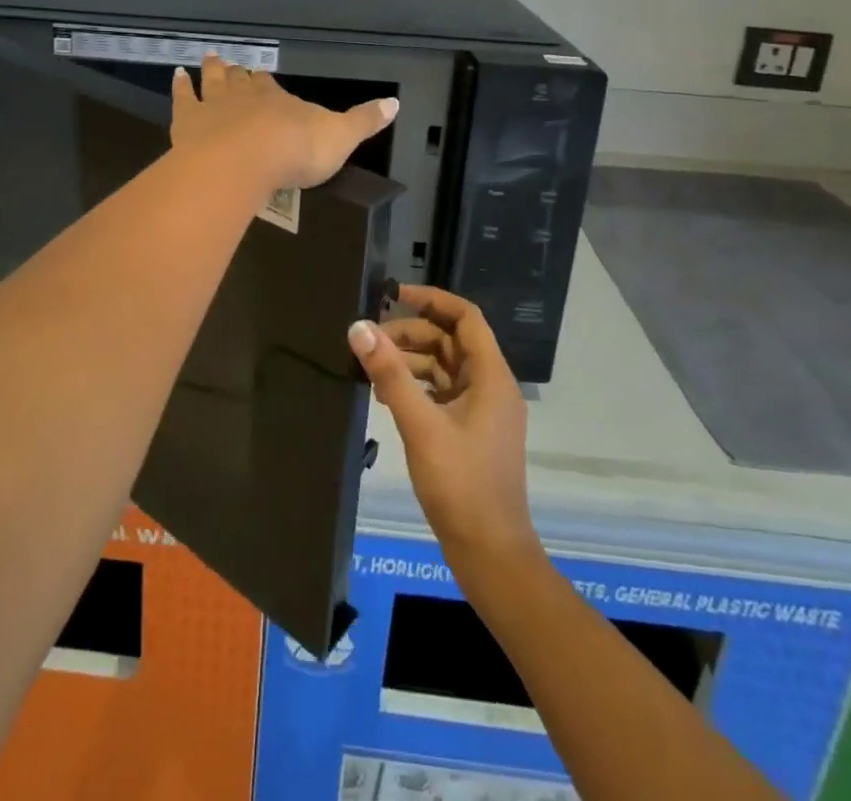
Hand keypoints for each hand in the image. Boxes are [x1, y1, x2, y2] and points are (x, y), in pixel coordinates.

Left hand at [170, 53, 397, 190]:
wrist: (247, 161)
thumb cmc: (296, 150)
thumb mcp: (340, 137)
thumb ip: (364, 121)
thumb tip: (396, 103)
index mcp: (278, 99)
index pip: (271, 86)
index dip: (266, 82)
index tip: (263, 75)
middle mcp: (245, 95)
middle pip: (240, 79)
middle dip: (238, 72)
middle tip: (232, 63)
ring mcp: (214, 105)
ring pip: (212, 81)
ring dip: (211, 70)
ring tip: (208, 57)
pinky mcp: (188, 121)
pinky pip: (182, 98)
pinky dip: (179, 87)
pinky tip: (176, 76)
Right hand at [348, 285, 536, 569]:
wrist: (490, 555)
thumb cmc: (461, 484)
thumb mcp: (420, 424)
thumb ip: (390, 373)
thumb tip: (359, 327)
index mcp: (491, 376)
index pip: (466, 317)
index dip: (431, 299)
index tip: (393, 295)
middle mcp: (491, 386)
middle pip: (450, 340)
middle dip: (411, 333)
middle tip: (371, 341)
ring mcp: (482, 410)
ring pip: (444, 367)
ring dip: (410, 361)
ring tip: (373, 370)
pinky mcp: (471, 431)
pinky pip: (442, 392)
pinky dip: (416, 387)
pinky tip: (386, 397)